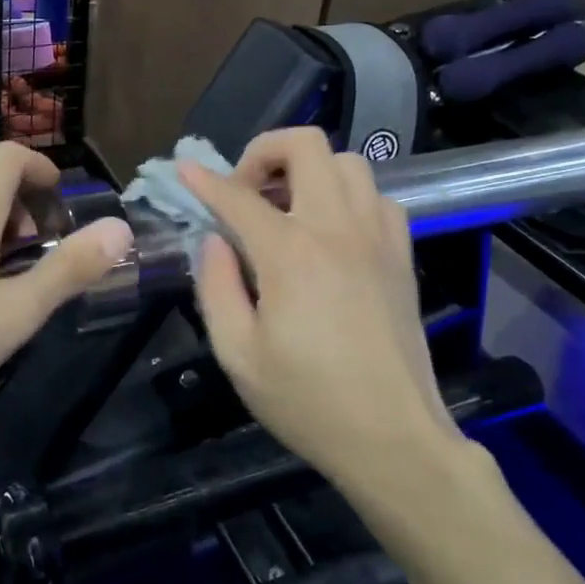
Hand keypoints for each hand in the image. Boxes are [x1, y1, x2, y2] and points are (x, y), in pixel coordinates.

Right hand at [179, 128, 462, 489]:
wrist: (393, 438)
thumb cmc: (307, 401)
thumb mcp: (238, 354)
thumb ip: (216, 286)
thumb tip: (214, 240)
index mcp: (291, 254)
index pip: (239, 196)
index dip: (204, 180)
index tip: (183, 170)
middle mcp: (337, 228)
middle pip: (306, 146)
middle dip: (264, 152)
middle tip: (245, 190)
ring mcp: (377, 236)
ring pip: (347, 161)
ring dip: (309, 171)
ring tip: (287, 208)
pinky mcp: (401, 254)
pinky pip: (377, 196)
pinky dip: (347, 197)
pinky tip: (331, 232)